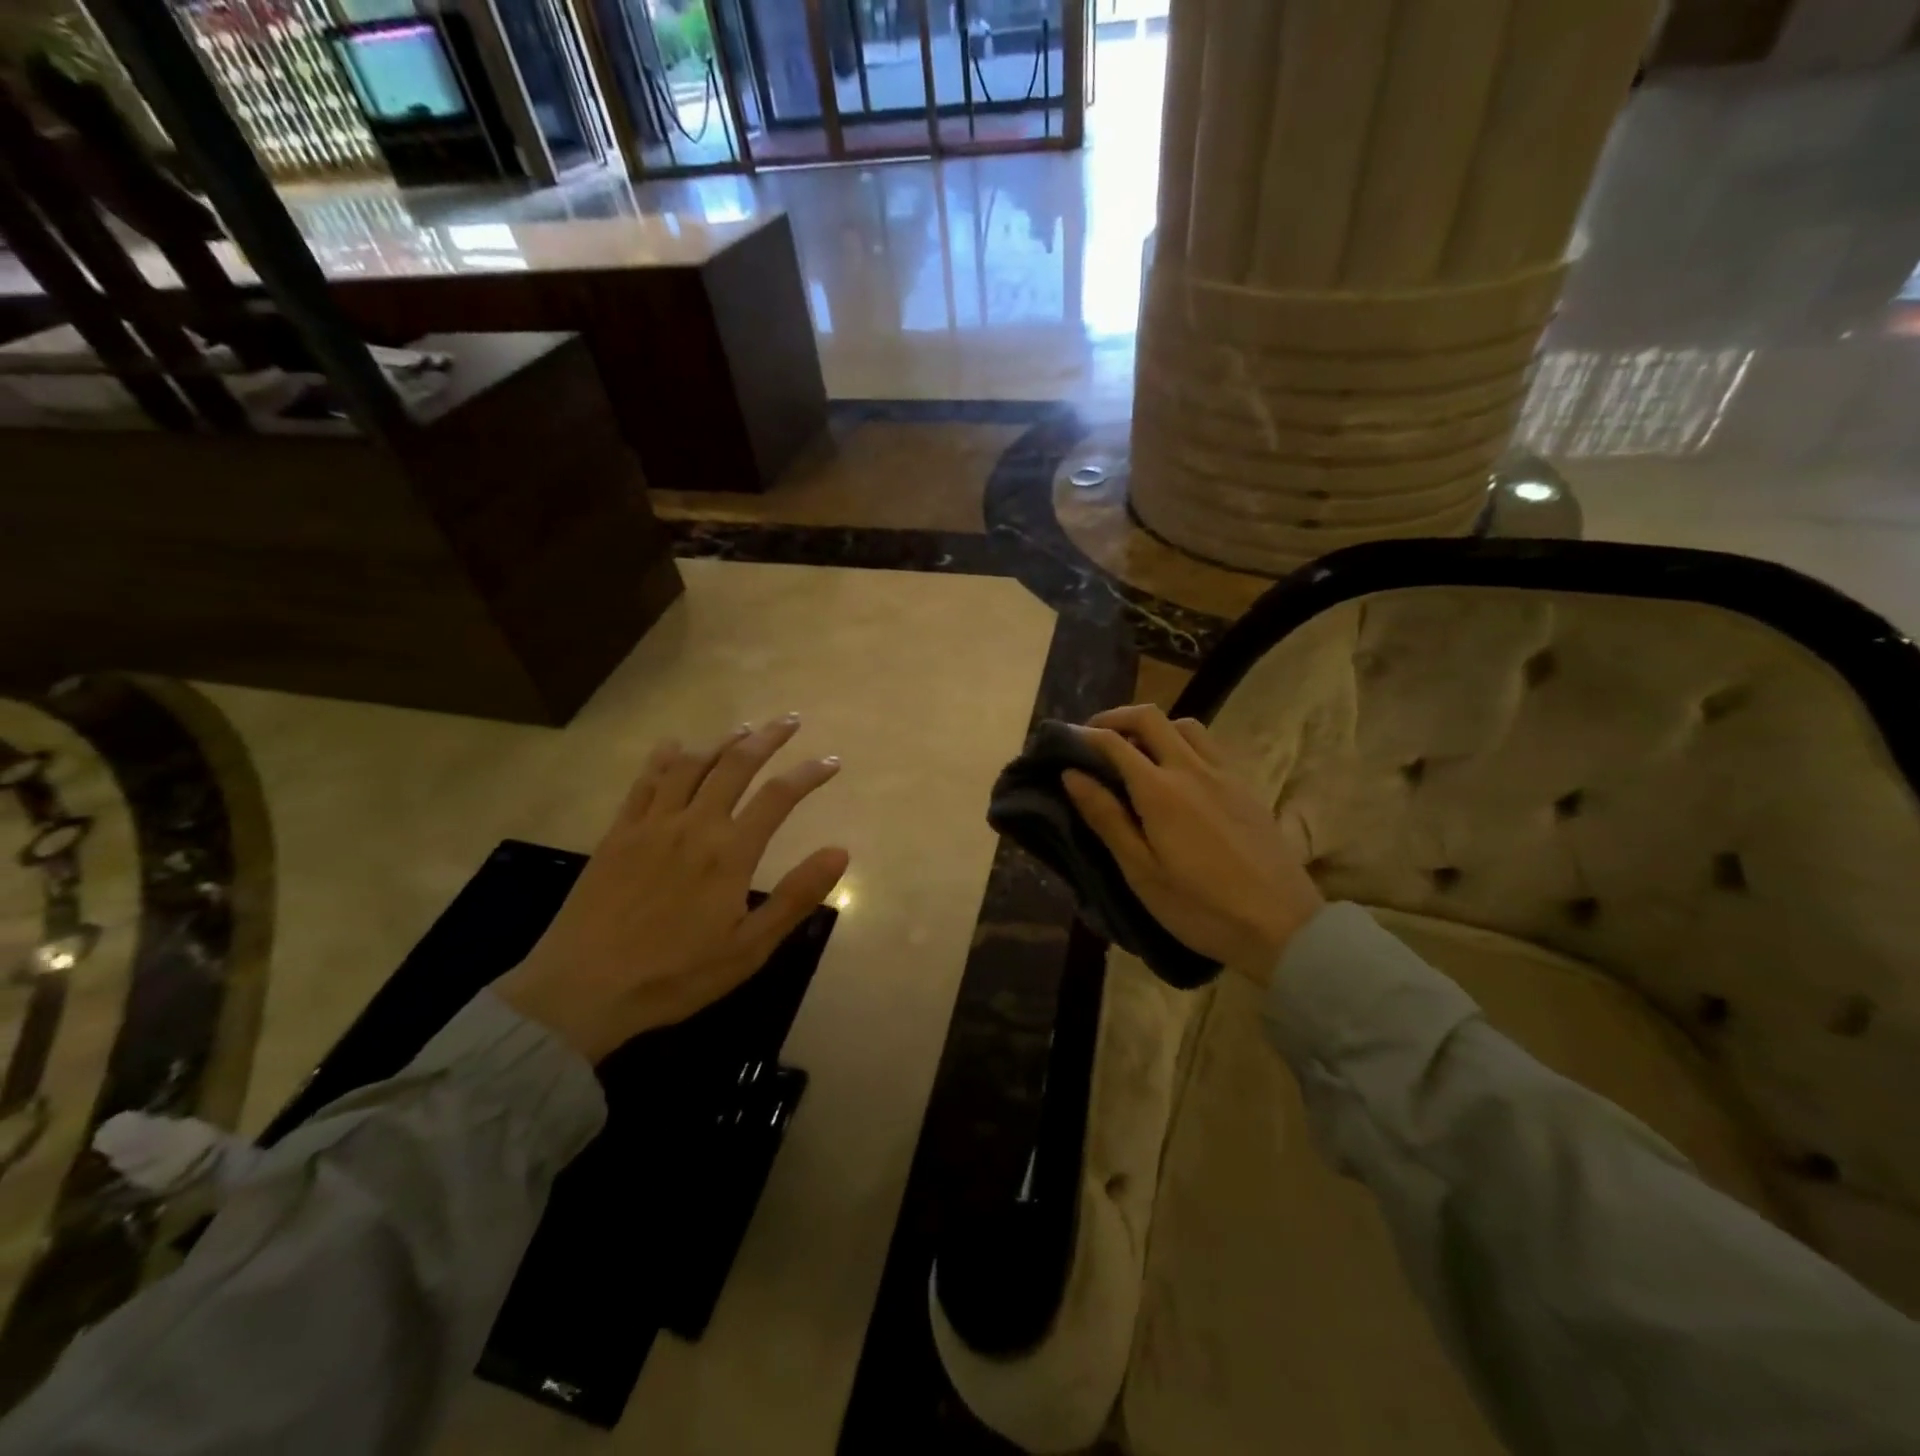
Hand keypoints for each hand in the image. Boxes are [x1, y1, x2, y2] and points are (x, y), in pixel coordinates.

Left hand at [494, 716, 848, 1061]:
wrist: (582, 989)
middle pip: (736, 765)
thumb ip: (796, 897)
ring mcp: (651, 824)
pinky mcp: (618, 833)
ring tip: (745, 729)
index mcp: (730, 853)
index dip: (809, 773)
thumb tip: (840, 851)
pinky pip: (644, 782)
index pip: (779, 797)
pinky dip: (664, 757)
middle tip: (790, 721)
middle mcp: (694, 825)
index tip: (833, 762)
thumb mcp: (749, 948)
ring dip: (723, 741)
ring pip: (692, 765)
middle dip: (768, 738)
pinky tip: (675, 744)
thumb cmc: (675, 975)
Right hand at [1063, 704, 1321, 981]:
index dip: (1085, 736)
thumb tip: (1072, 775)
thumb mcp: (1142, 872)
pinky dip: (1183, 743)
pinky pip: (1210, 746)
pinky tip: (1178, 773)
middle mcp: (1192, 769)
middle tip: (1095, 736)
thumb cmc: (1201, 907)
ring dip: (1154, 727)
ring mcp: (1225, 774)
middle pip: (1151, 718)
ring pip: (1185, 725)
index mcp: (1160, 791)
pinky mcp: (1246, 787)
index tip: (1064, 742)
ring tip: (1137, 752)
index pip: (1114, 743)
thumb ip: (1106, 818)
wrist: (1282, 925)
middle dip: (1116, 718)